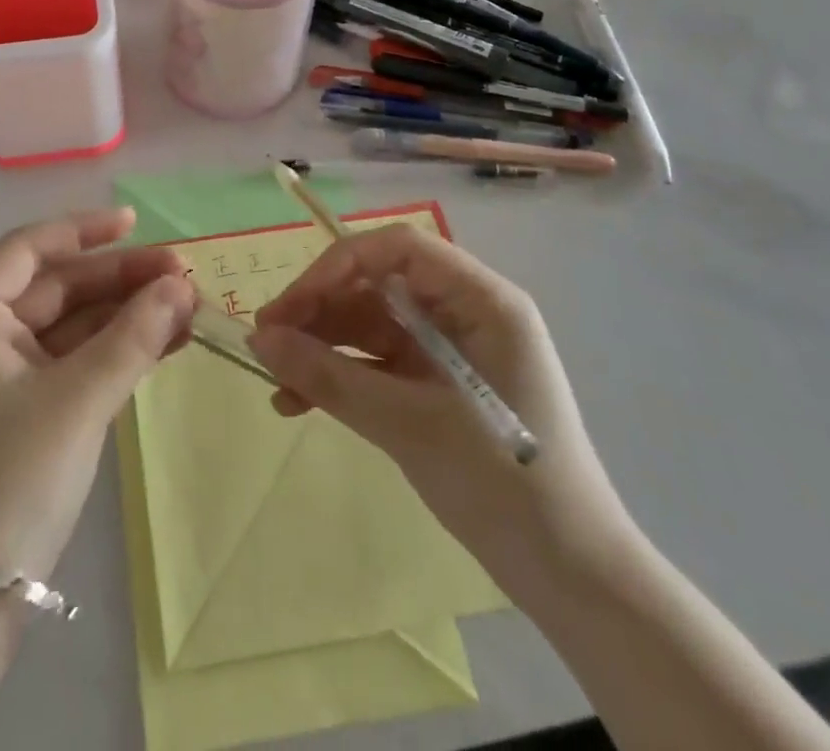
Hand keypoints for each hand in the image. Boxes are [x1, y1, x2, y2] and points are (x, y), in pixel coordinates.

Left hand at [0, 207, 193, 582]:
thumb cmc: (8, 481)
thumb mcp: (77, 401)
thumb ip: (133, 337)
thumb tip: (182, 286)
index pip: (28, 250)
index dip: (84, 231)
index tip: (136, 224)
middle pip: (56, 287)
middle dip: (118, 280)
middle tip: (182, 275)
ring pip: (69, 325)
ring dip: (124, 315)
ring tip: (186, 308)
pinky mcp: (21, 408)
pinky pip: (71, 360)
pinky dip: (113, 350)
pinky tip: (163, 342)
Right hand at [250, 225, 634, 592]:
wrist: (571, 578)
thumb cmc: (504, 484)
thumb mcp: (409, 425)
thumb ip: (330, 378)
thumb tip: (258, 340)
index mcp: (480, 301)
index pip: (398, 250)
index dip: (338, 266)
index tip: (291, 306)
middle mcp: (464, 313)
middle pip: (378, 285)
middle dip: (320, 310)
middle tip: (267, 342)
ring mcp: (449, 350)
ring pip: (370, 324)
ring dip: (321, 347)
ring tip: (274, 377)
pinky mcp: (436, 385)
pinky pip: (377, 363)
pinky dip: (340, 377)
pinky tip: (297, 402)